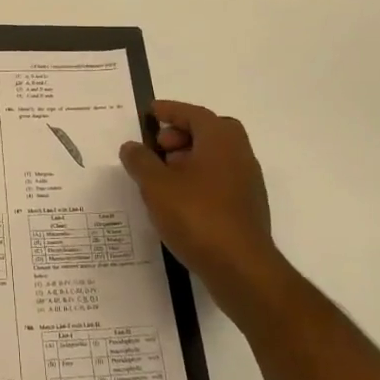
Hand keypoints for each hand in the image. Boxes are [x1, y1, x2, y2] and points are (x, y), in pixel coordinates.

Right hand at [121, 100, 283, 317]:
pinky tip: (178, 201)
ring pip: (216, 158)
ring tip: (161, 177)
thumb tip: (132, 146)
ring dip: (189, 159)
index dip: (170, 110)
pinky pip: (219, 180)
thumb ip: (140, 161)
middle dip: (182, 134)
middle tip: (158, 147)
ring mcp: (247, 183)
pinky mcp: (247, 208)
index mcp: (220, 140)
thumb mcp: (157, 185)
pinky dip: (198, 180)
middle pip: (210, 132)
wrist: (242, 269)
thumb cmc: (197, 216)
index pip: (194, 114)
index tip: (151, 112)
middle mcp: (239, 154)